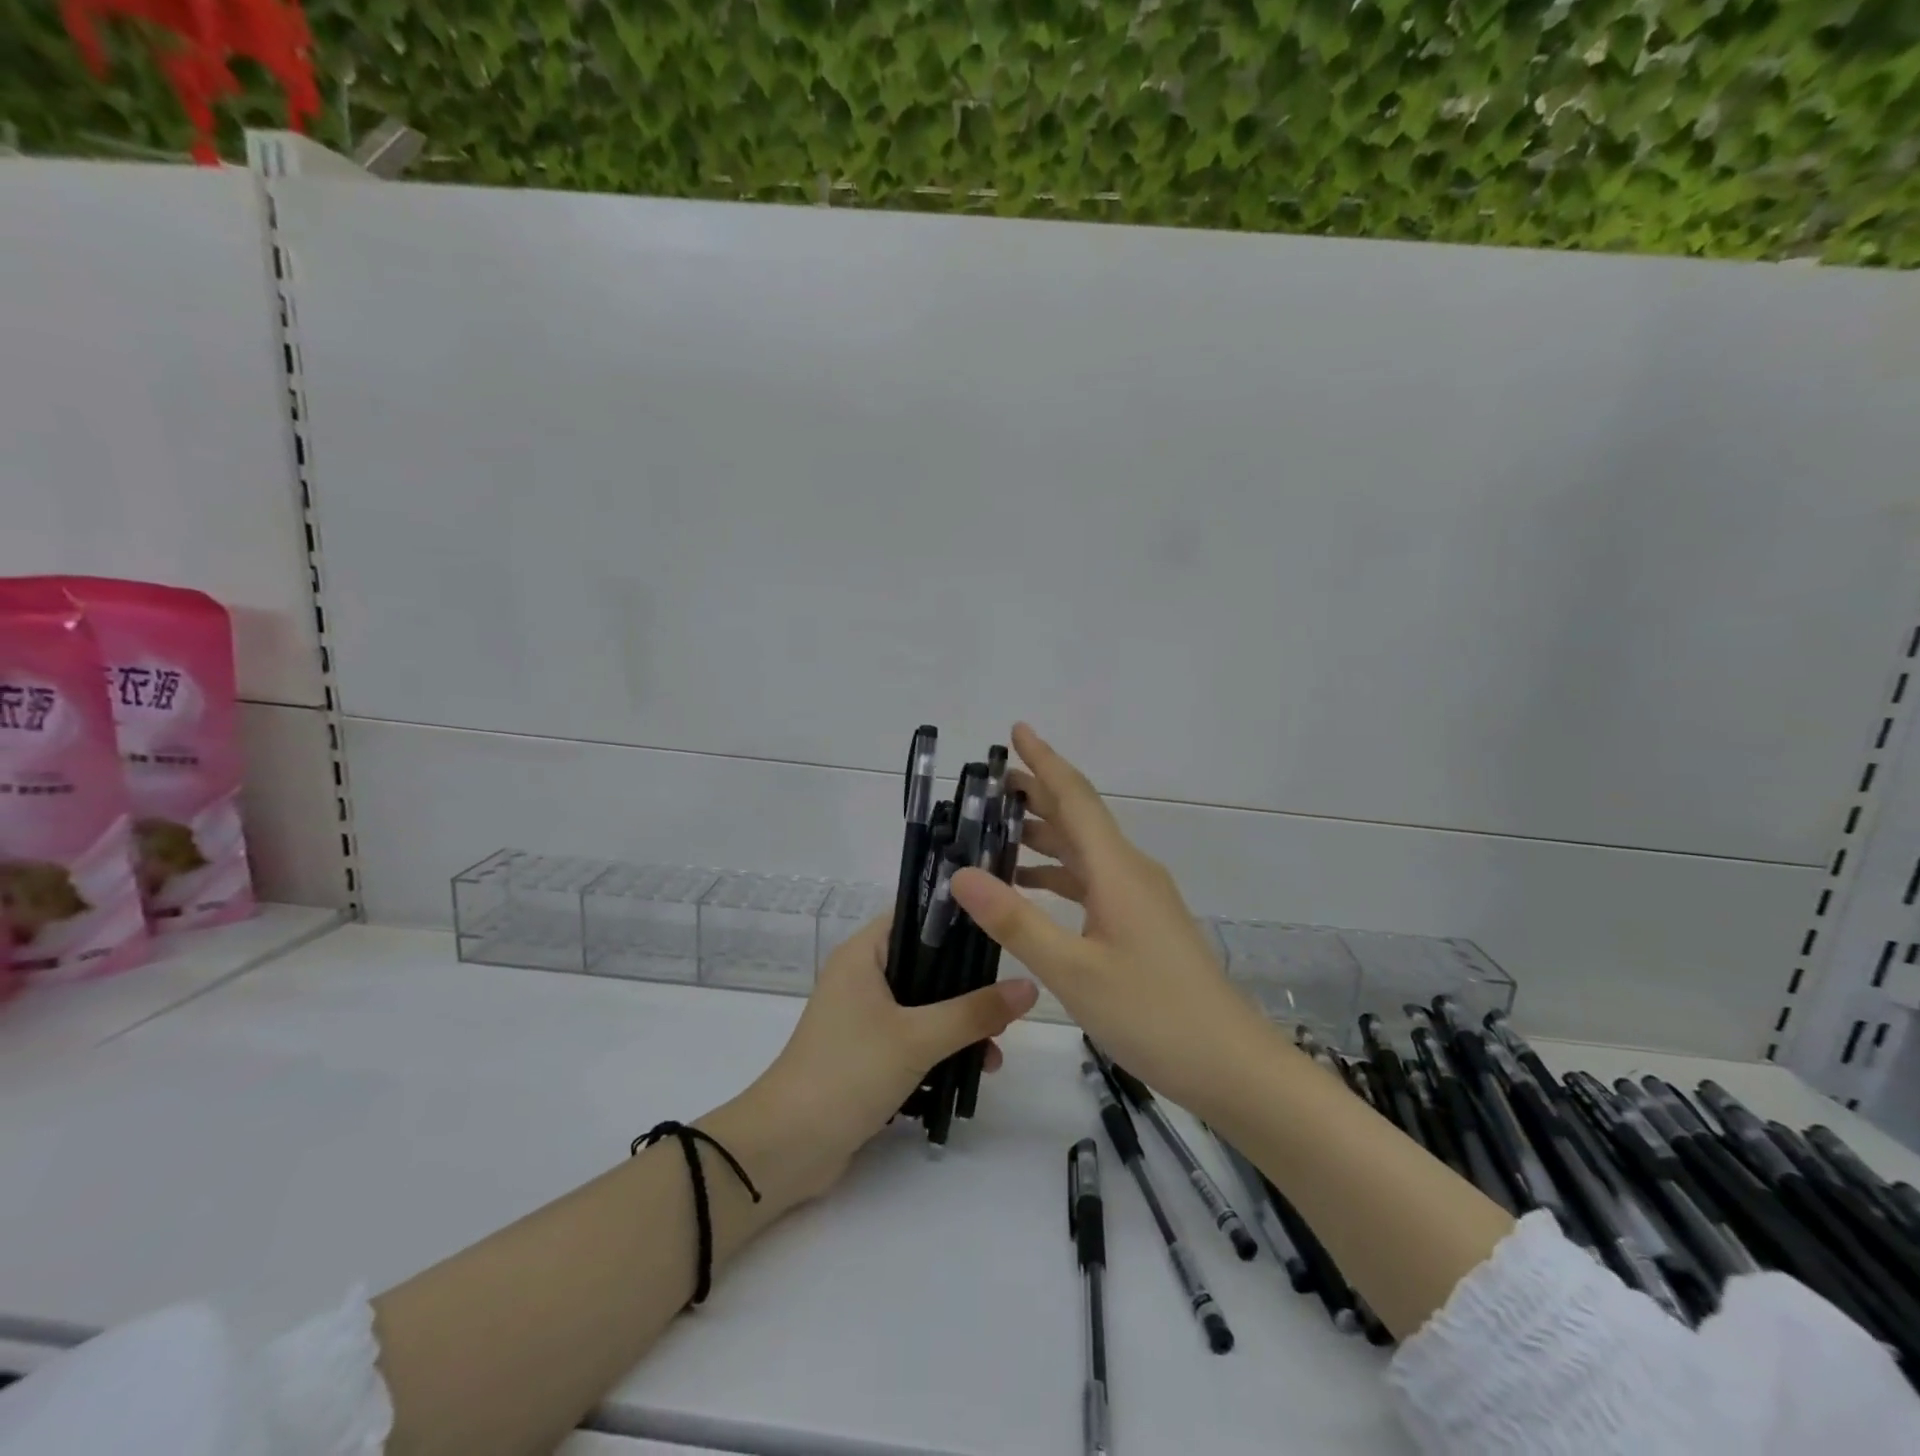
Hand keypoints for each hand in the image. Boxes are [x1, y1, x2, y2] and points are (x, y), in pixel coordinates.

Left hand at [720, 915, 1037, 1209]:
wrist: (787, 1148)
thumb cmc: (848, 1072)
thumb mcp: (918, 1037)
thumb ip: (975, 1012)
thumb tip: (1029, 987)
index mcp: (863, 954)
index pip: (915, 916)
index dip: (957, 920)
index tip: (1001, 933)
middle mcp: (861, 977)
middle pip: (926, 964)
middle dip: (968, 984)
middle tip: (1008, 1000)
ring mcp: (863, 1017)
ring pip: (924, 1004)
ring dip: (959, 1023)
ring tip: (997, 1049)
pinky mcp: (867, 1053)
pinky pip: (913, 1036)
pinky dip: (941, 1047)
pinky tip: (975, 1069)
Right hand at [952, 723, 1277, 1117]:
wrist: (1231, 1065)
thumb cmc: (1153, 1014)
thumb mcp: (1074, 971)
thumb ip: (1016, 921)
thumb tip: (961, 873)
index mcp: (1117, 871)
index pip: (1074, 799)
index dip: (1044, 761)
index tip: (1016, 730)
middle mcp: (1130, 873)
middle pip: (1079, 818)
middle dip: (1038, 793)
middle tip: (991, 781)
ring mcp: (1140, 899)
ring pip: (1085, 851)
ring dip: (1045, 835)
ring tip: (997, 830)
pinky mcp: (1142, 924)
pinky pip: (1093, 882)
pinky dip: (1059, 874)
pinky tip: (1031, 888)